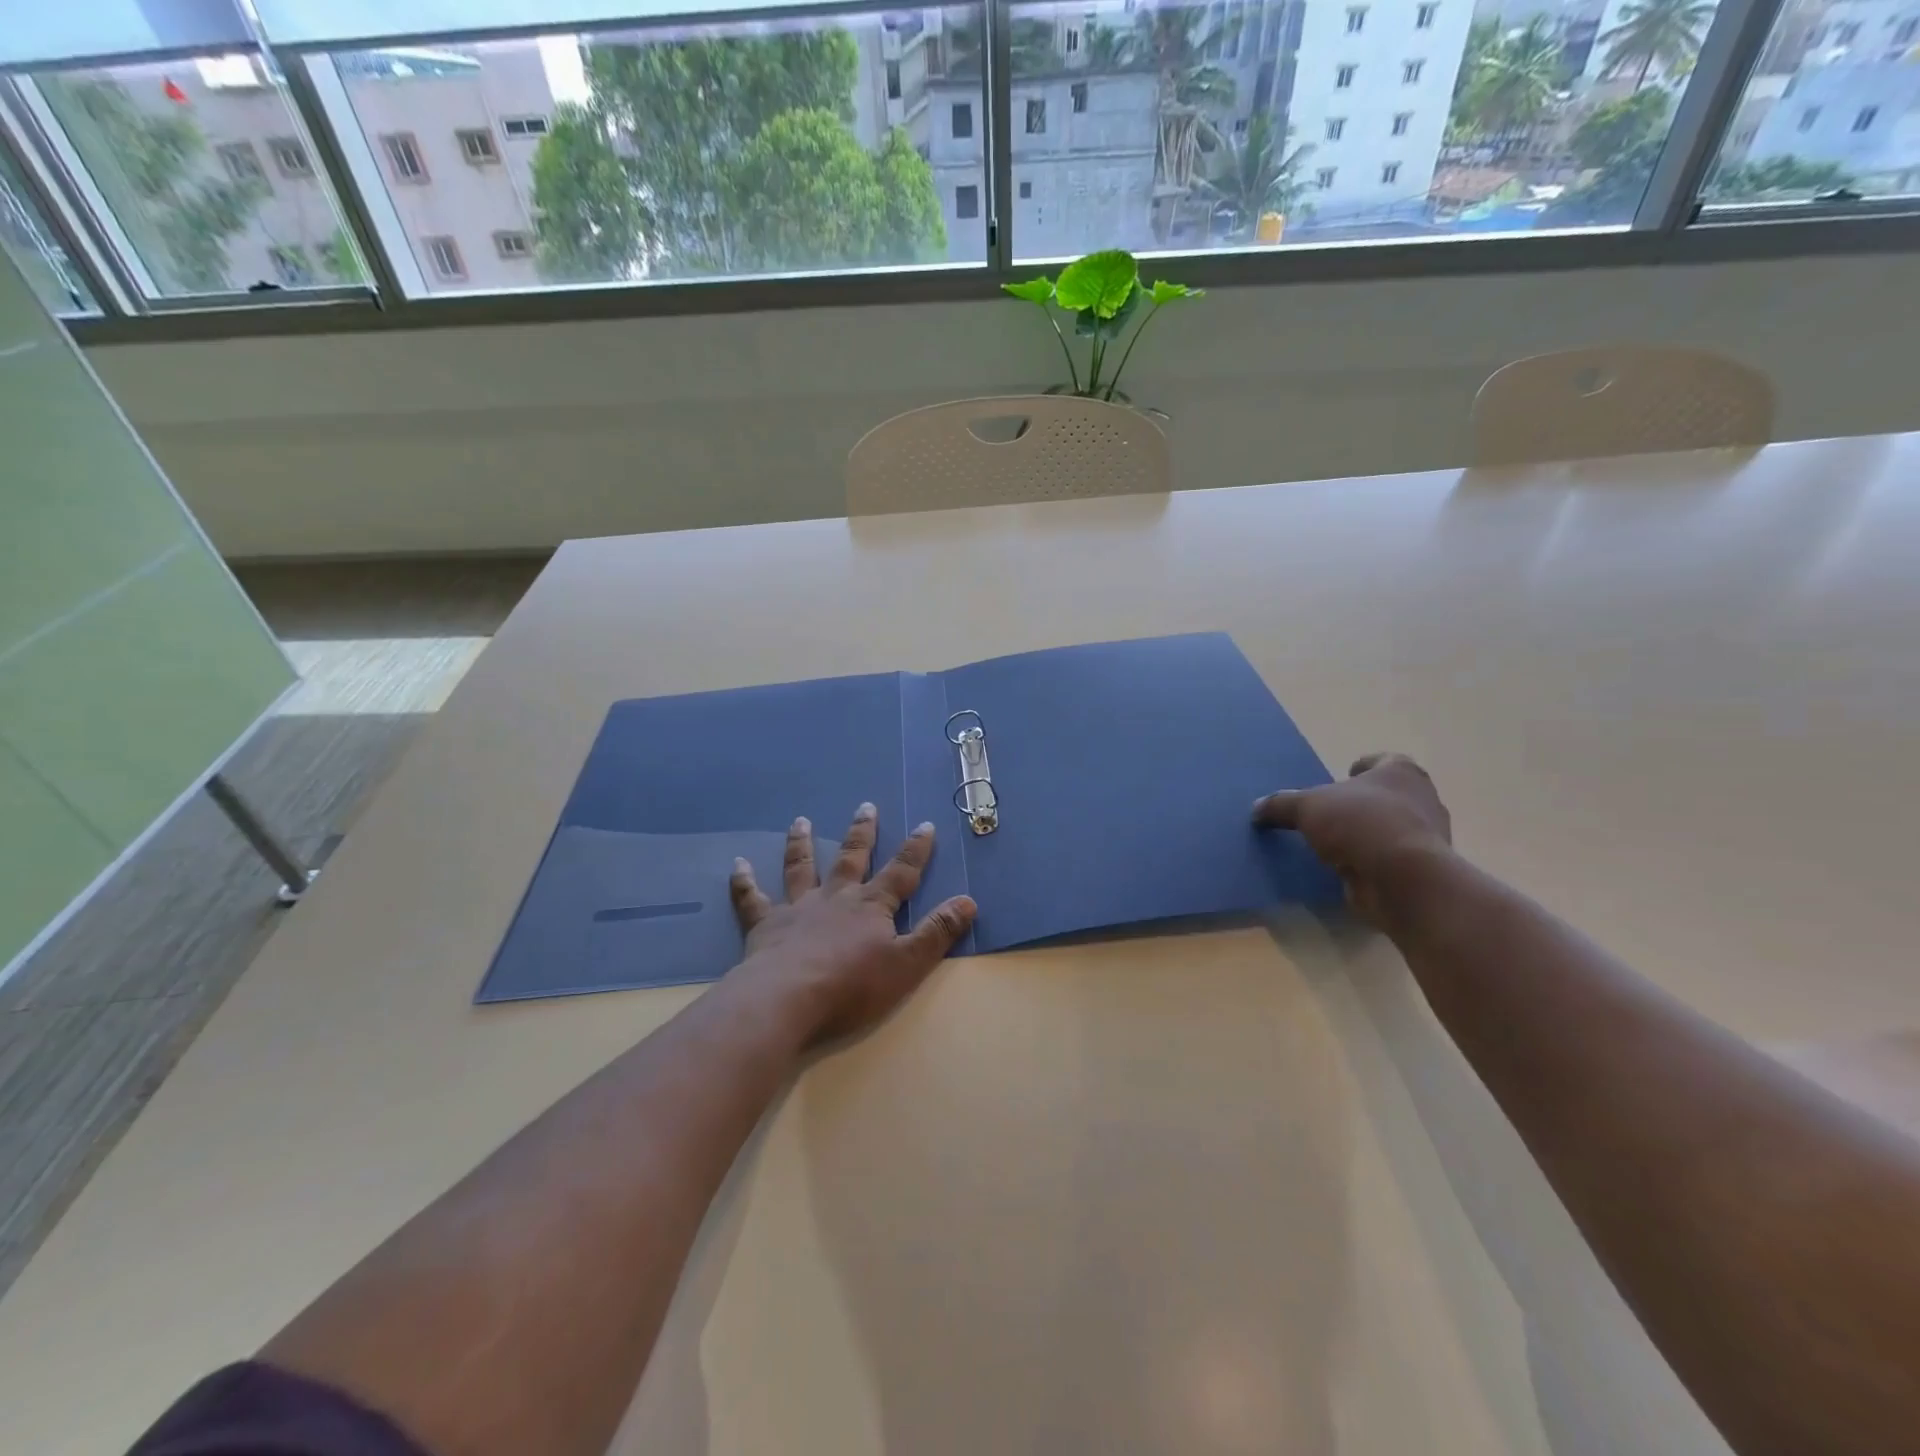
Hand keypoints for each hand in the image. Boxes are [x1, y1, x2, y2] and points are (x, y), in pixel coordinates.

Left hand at [728, 803, 976, 1044]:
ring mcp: (798, 909)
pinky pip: (752, 898)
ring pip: (801, 868)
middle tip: (865, 806)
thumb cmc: (852, 986)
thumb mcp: (908, 963)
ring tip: (800, 821)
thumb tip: (969, 901)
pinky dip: (744, 881)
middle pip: (851, 858)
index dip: (916, 850)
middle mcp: (835, 898)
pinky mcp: (765, 925)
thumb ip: (937, 932)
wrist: (788, 999)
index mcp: (871, 907)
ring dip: (801, 844)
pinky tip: (737, 864)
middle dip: (861, 833)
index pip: (901, 872)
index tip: (924, 824)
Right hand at [1253, 753, 1452, 923]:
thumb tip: (1257, 809)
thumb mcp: (1307, 807)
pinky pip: (1389, 859)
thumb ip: (1281, 804)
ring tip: (1333, 844)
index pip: (1382, 761)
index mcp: (1401, 772)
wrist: (1403, 878)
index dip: (1361, 768)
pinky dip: (1371, 862)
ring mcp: (1426, 837)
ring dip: (1367, 835)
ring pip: (1391, 828)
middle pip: (1388, 795)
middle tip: (1331, 813)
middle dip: (1362, 803)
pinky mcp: (1420, 870)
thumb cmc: (1360, 824)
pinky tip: (1345, 869)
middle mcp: (1422, 799)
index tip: (1342, 778)